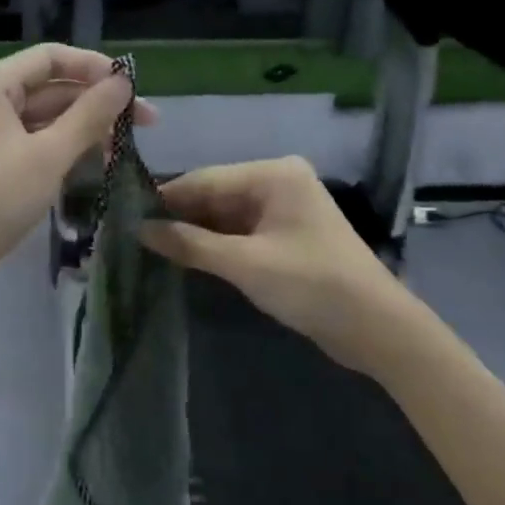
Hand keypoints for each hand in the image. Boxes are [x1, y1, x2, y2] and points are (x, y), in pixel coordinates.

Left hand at [0, 44, 154, 307]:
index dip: (95, 67)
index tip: (135, 89)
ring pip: (43, 119)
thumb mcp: (48, 155)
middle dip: (96, 103)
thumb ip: (89, 115)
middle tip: (146, 125)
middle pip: (50, 88)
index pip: (52, 58)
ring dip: (83, 130)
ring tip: (123, 151)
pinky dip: (62, 150)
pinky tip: (93, 165)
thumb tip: (123, 81)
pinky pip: (32, 143)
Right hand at [140, 156, 422, 363]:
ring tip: (150, 246)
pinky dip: (215, 244)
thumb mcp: (245, 264)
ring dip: (195, 233)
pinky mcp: (286, 235)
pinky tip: (186, 256)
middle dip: (179, 216)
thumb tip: (140, 230)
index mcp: (273, 174)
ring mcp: (284, 209)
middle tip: (134, 234)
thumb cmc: (312, 285)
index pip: (205, 180)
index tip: (126, 215)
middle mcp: (278, 182)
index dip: (166, 199)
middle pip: (215, 195)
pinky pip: (240, 231)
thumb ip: (190, 244)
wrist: (377, 329)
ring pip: (225, 215)